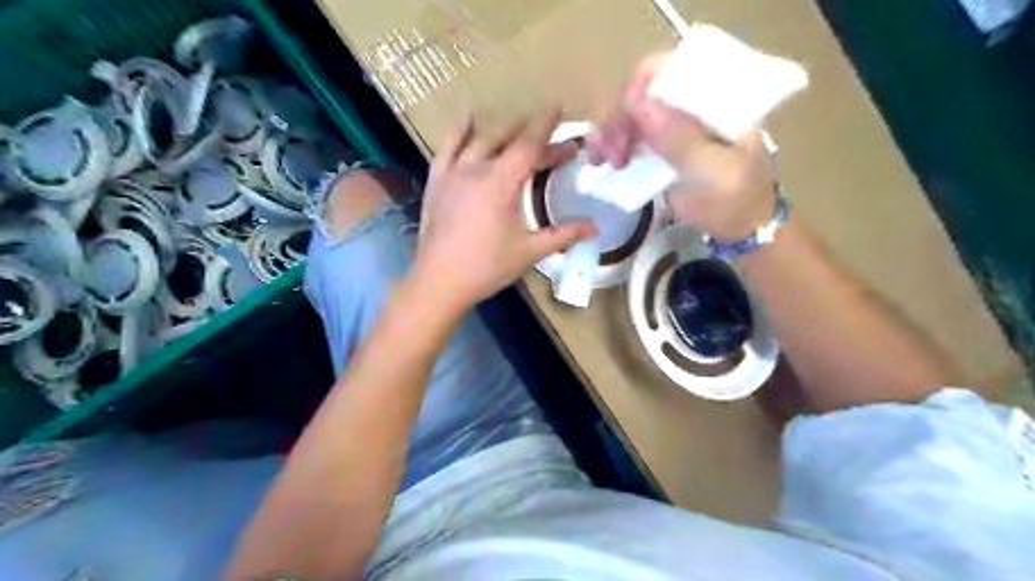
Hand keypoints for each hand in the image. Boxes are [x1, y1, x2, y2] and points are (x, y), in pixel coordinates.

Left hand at [410, 111, 594, 308]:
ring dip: (502, 130)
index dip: (547, 127)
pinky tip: (468, 121)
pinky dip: (460, 132)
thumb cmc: (487, 266)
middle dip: (533, 137)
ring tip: (518, 126)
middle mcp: (476, 168)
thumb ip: (563, 235)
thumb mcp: (529, 251)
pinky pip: (448, 147)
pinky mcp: (436, 181)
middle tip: (553, 143)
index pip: (529, 146)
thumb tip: (595, 229)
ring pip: (480, 140)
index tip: (559, 107)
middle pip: (509, 142)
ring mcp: (452, 173)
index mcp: (501, 183)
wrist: (439, 281)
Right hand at [585, 49, 780, 238]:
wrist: (741, 228)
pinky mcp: (658, 149)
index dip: (641, 84)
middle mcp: (688, 105)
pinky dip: (609, 146)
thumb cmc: (737, 198)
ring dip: (609, 133)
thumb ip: (681, 139)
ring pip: (628, 115)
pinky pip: (627, 138)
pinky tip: (599, 162)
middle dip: (619, 118)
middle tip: (612, 155)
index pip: (672, 68)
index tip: (625, 116)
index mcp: (713, 98)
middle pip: (642, 92)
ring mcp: (671, 127)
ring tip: (601, 162)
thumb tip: (638, 104)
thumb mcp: (715, 170)